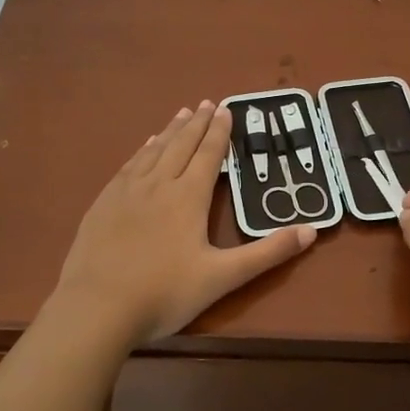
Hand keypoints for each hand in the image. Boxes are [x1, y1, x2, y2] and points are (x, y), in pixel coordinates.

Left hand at [55, 101, 315, 343]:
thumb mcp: (224, 277)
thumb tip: (312, 230)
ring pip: (153, 151)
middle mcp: (158, 184)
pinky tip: (144, 148)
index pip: (209, 155)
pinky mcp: (103, 204)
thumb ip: (268, 252)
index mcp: (188, 197)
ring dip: (170, 131)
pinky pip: (128, 166)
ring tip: (181, 114)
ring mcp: (126, 192)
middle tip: (206, 102)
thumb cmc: (165, 293)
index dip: (219, 132)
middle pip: (181, 145)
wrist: (97, 308)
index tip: (226, 109)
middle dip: (197, 124)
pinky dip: (142, 150)